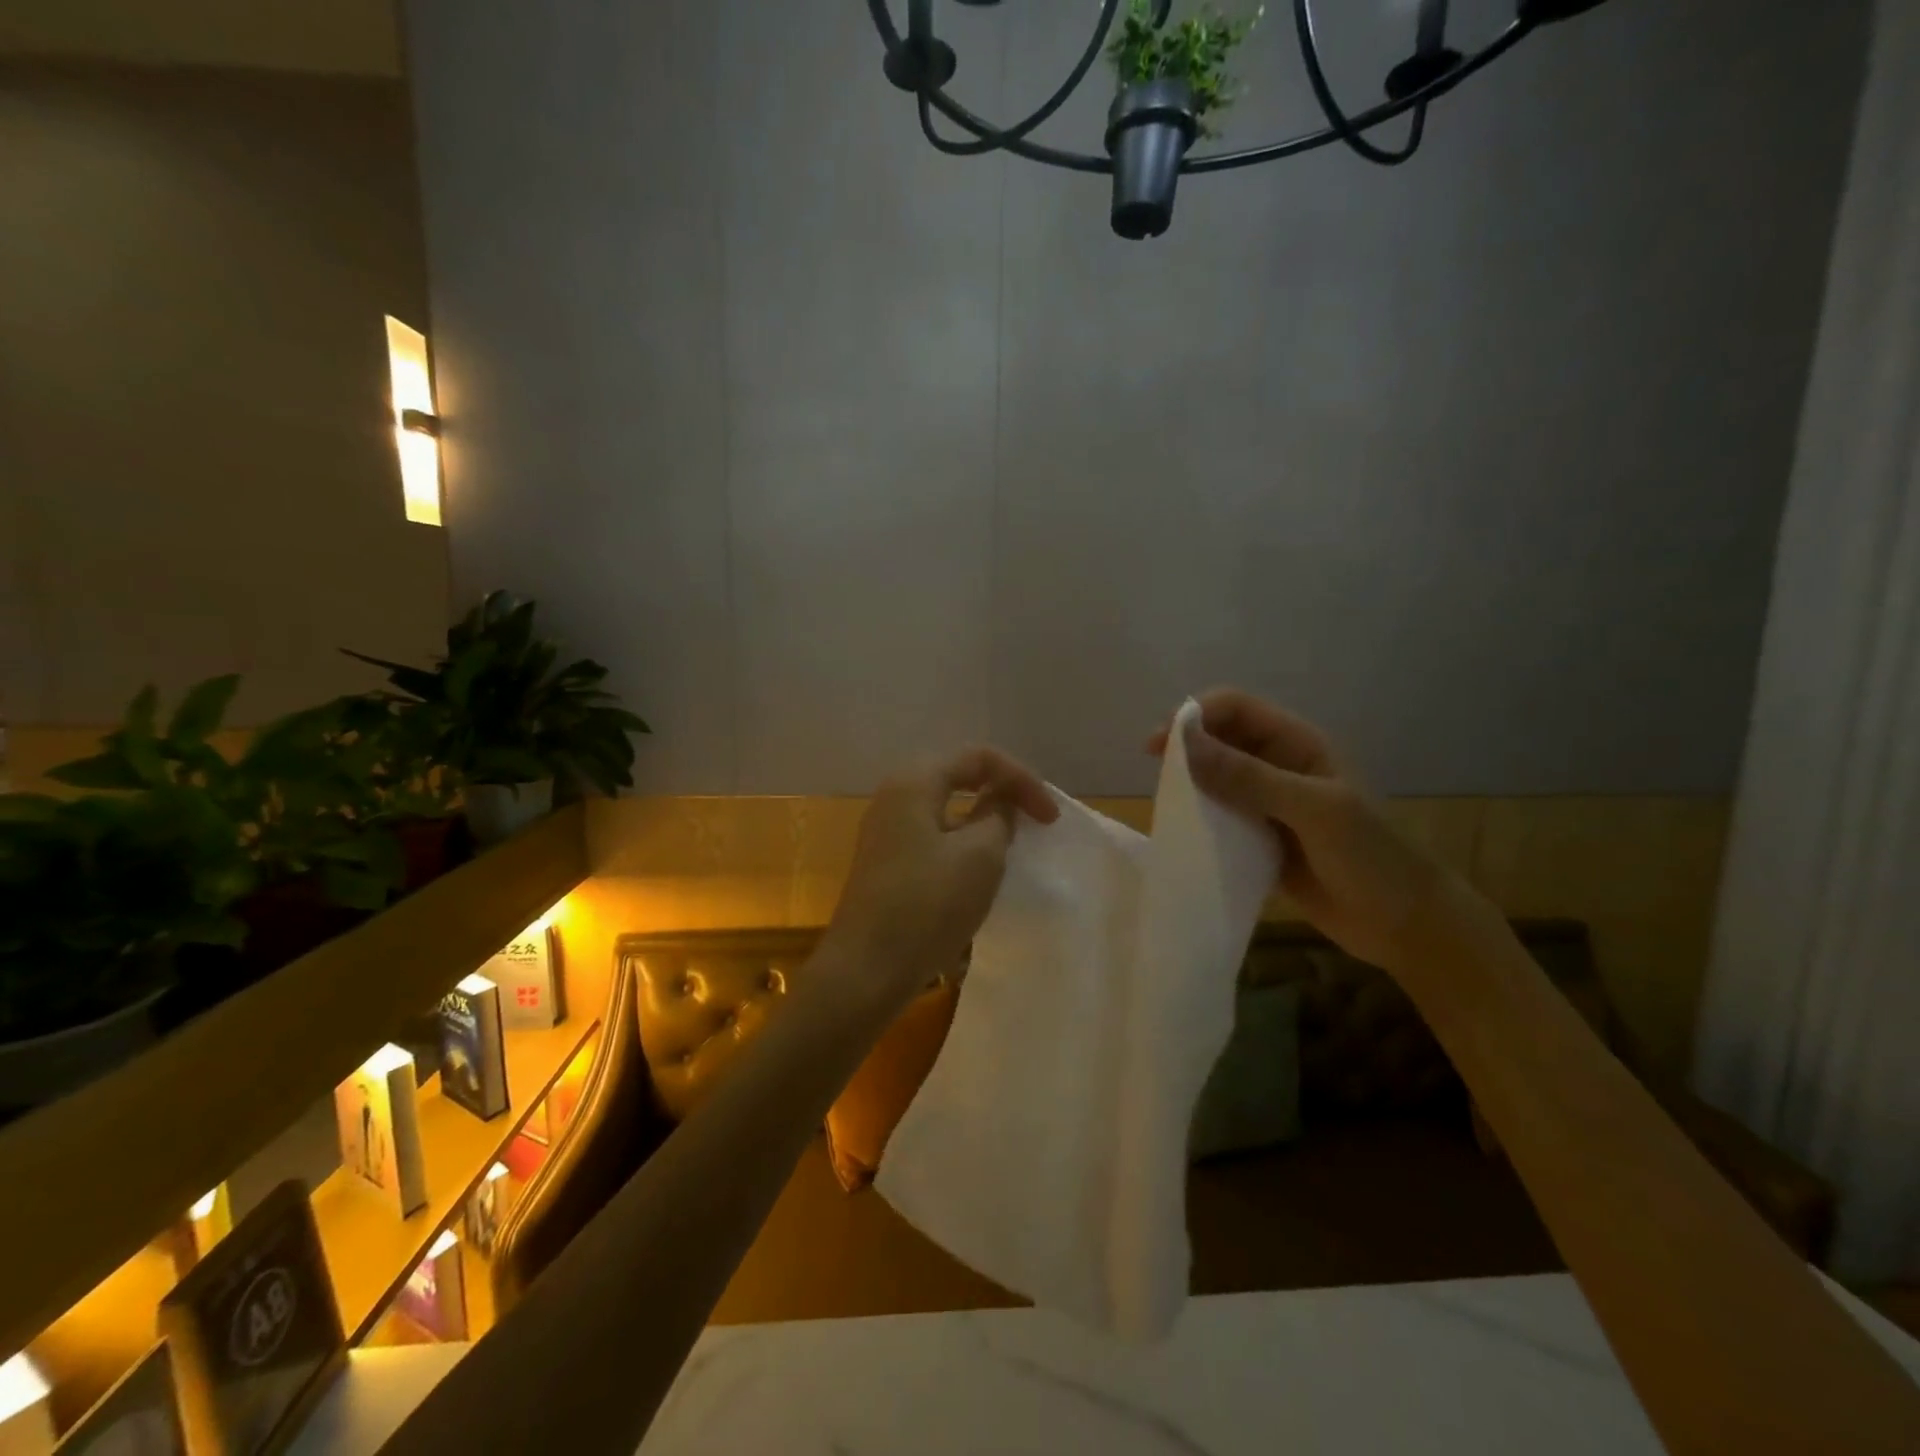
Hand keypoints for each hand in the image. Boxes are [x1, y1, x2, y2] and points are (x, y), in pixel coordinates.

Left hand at [824, 746, 1057, 1011]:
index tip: (1049, 818)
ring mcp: (885, 830)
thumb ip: (998, 816)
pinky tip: (977, 869)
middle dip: (1001, 792)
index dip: (1021, 779)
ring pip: (944, 807)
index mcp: (914, 781)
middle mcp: (894, 796)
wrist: (866, 970)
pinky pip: (931, 834)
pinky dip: (961, 841)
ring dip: (981, 818)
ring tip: (1010, 843)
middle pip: (958, 775)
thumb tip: (999, 800)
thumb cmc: (928, 905)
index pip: (978, 757)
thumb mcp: (980, 856)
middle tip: (1033, 820)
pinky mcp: (885, 862)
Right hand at [1150, 689, 1453, 972]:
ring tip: (1164, 803)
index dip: (1196, 716)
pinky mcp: (1259, 839)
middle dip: (1186, 748)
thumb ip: (1249, 778)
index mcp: (1298, 744)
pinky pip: (1220, 818)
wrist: (1404, 925)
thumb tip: (1184, 745)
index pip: (1236, 708)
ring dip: (1189, 784)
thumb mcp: (1313, 809)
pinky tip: (1182, 832)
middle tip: (1154, 772)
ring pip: (1215, 778)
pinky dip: (1198, 819)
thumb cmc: (1370, 856)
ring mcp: (1268, 804)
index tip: (1160, 744)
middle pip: (1220, 739)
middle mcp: (1278, 767)